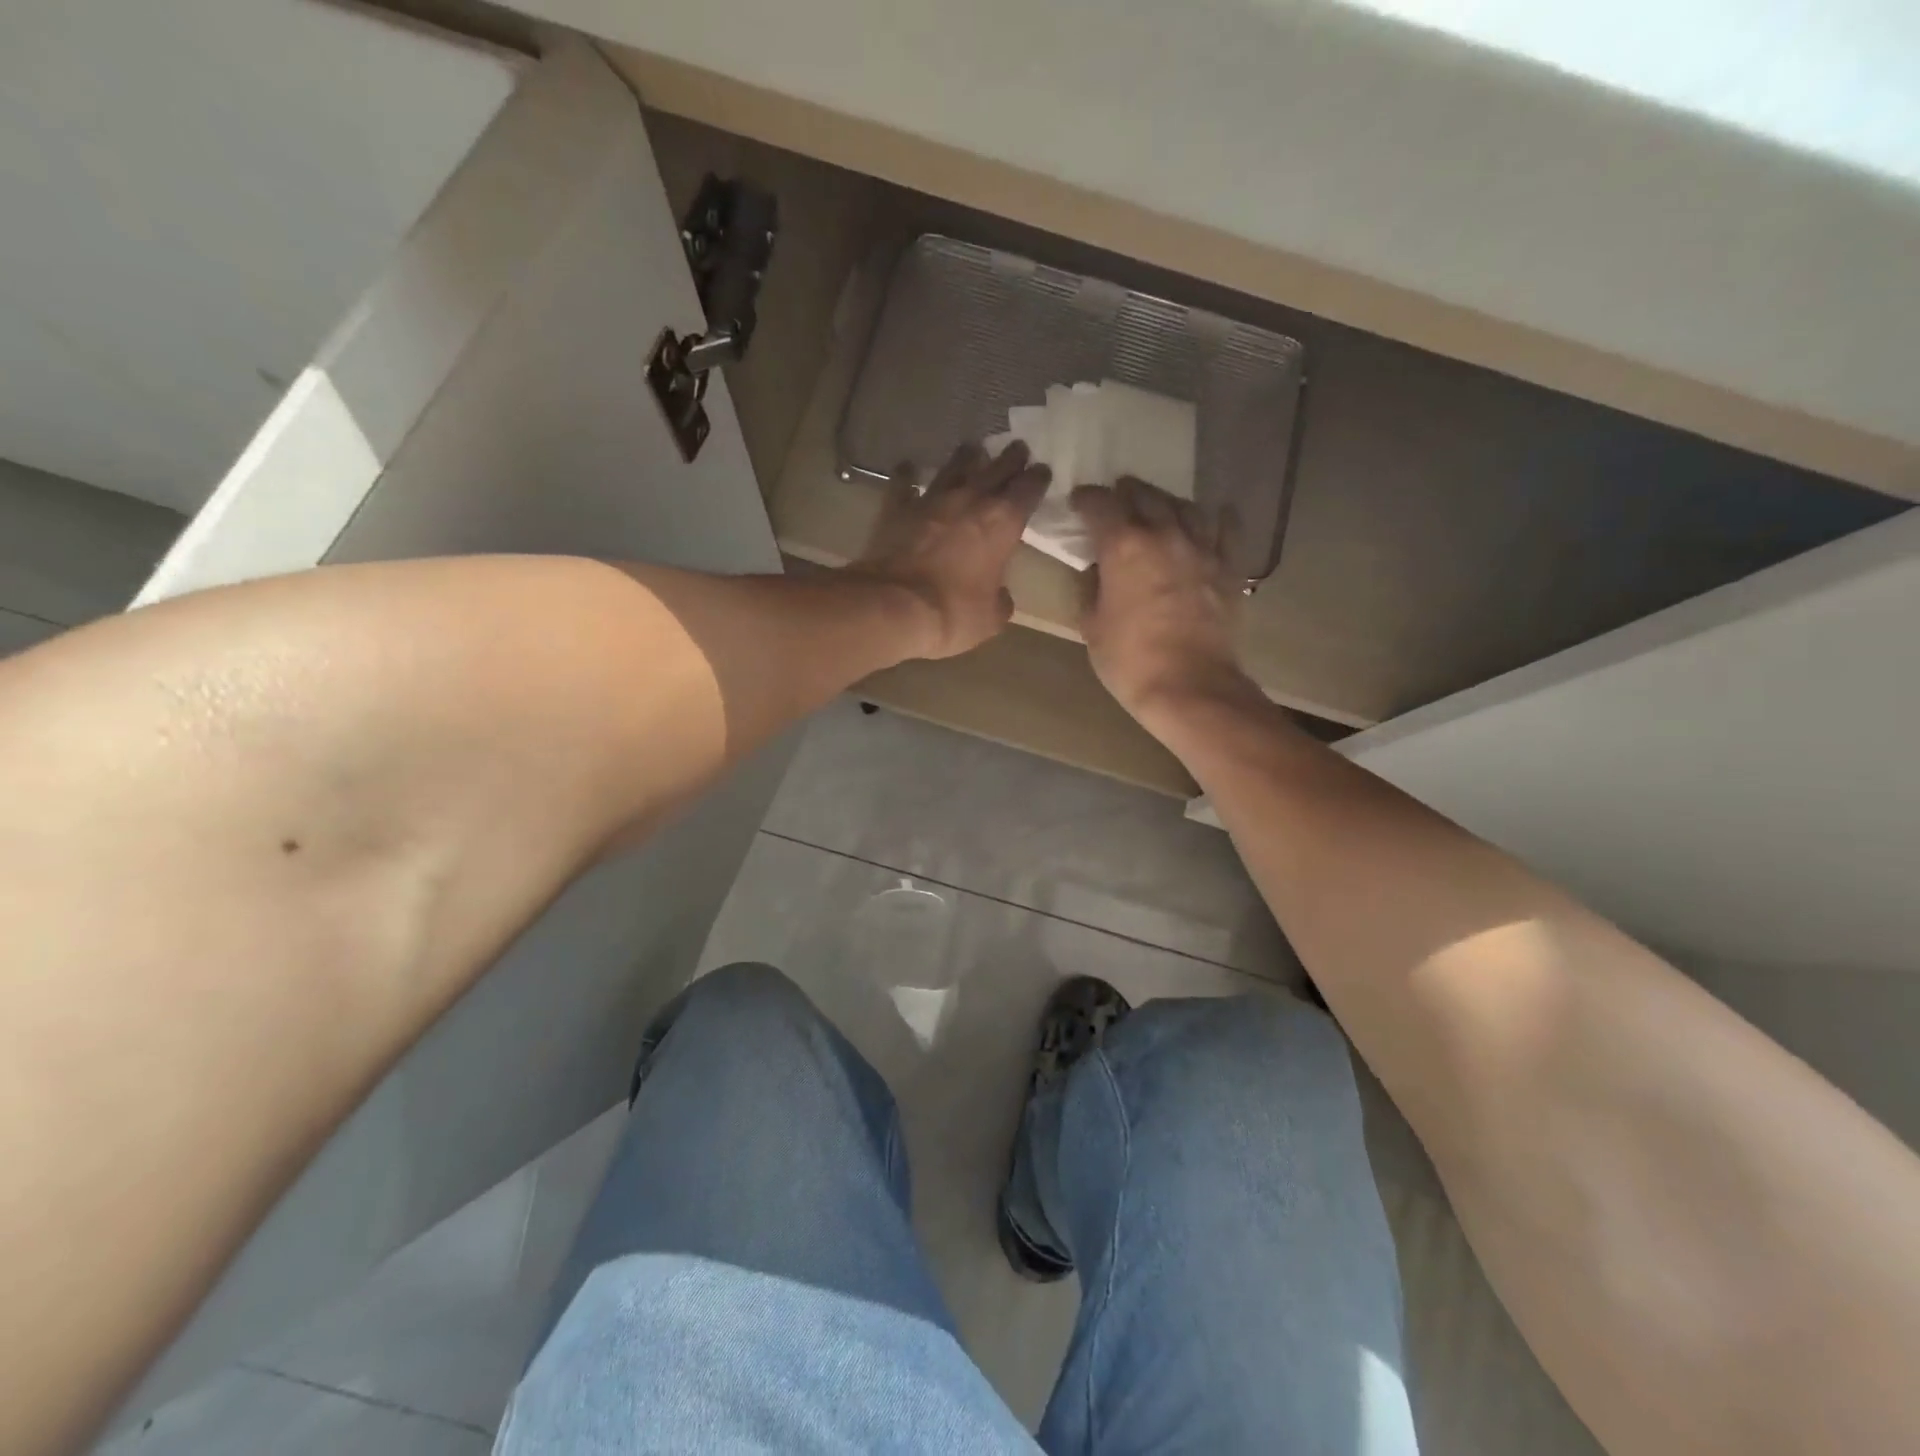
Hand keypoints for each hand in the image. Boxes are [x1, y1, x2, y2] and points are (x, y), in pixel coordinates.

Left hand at [853, 441, 1049, 659]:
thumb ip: (1000, 601)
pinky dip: (908, 475)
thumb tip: (1000, 596)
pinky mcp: (897, 508)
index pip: (1028, 490)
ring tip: (973, 449)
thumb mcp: (990, 618)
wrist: (894, 606)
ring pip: (954, 467)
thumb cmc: (953, 613)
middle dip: (1010, 458)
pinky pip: (903, 483)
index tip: (1043, 471)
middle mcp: (970, 500)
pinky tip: (908, 468)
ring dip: (966, 457)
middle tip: (1018, 448)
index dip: (1037, 479)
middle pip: (996, 468)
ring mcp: (931, 500)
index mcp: (1002, 523)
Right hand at [1074, 478, 1261, 728]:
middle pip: (1144, 496)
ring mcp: (1201, 548)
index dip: (1086, 499)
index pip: (1100, 505)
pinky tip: (1214, 515)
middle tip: (1116, 498)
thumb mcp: (1092, 626)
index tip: (1079, 502)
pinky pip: (1226, 529)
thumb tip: (1097, 570)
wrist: (1190, 686)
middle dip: (1125, 493)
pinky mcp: (1228, 567)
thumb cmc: (1130, 661)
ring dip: (1165, 501)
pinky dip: (1216, 518)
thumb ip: (1091, 588)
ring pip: (1184, 506)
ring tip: (1157, 506)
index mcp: (1123, 546)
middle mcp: (1163, 534)